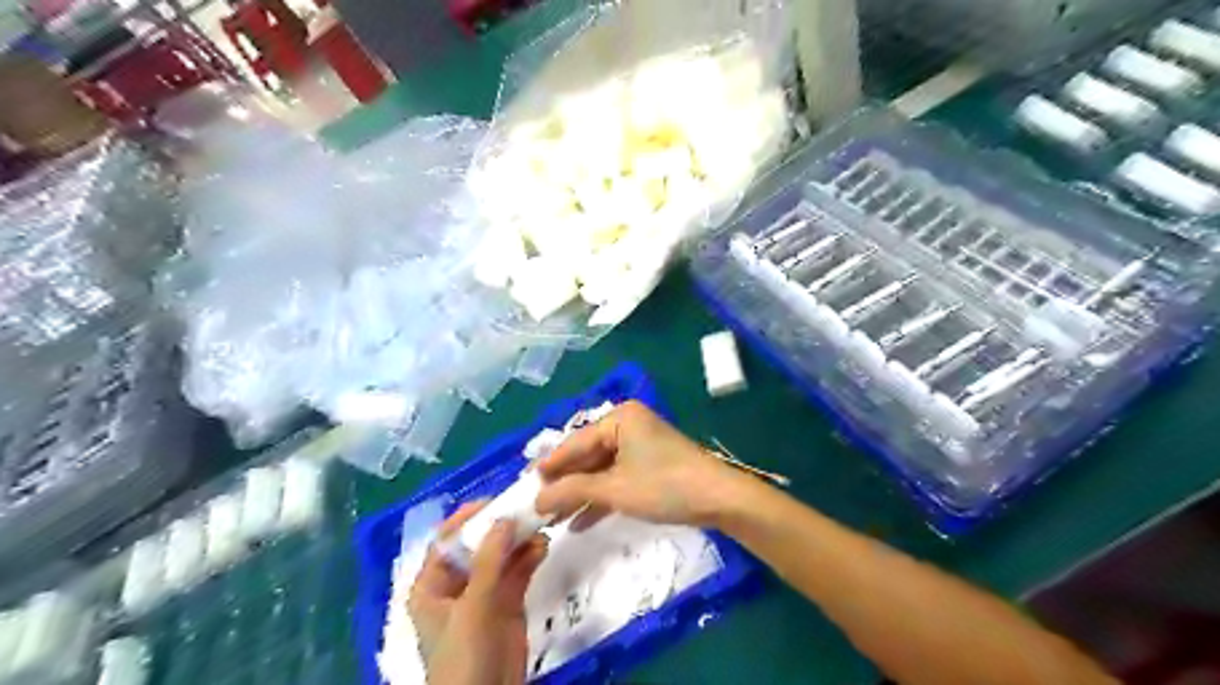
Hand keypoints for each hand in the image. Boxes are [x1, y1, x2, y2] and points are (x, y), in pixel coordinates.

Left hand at [410, 499, 547, 681]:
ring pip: (502, 556)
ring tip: (539, 524)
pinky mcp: (508, 603)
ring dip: (519, 541)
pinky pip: (518, 572)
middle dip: (500, 527)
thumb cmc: (463, 657)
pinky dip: (530, 557)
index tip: (494, 500)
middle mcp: (456, 584)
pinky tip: (543, 546)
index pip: (446, 541)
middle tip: (524, 508)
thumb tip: (503, 518)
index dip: (467, 518)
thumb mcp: (473, 607)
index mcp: (432, 585)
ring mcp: (484, 594)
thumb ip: (489, 562)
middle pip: (478, 545)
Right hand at [535, 401, 749, 529]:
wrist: (719, 499)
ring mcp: (640, 446)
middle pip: (587, 456)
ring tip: (552, 519)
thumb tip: (537, 499)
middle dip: (565, 484)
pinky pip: (617, 479)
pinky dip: (601, 499)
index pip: (575, 442)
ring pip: (601, 470)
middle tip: (536, 504)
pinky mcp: (649, 466)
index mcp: (620, 418)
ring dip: (580, 494)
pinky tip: (579, 522)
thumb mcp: (614, 489)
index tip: (524, 484)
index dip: (550, 466)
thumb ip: (573, 491)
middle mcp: (628, 426)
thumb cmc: (664, 485)